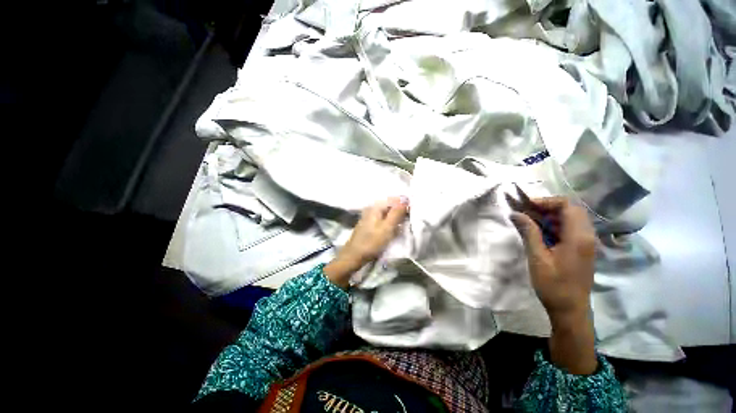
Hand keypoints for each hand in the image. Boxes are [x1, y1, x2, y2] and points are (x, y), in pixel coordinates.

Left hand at [324, 197, 408, 287]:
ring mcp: (369, 216)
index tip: (412, 214)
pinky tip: (393, 229)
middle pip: (390, 206)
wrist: (354, 256)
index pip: (394, 199)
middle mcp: (372, 208)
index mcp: (376, 207)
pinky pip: (383, 219)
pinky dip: (389, 223)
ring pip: (387, 213)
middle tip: (408, 221)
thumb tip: (405, 199)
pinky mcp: (369, 224)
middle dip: (400, 212)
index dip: (404, 205)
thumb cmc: (371, 242)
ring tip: (403, 226)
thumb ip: (397, 213)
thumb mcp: (387, 227)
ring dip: (395, 218)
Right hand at [511, 197, 595, 319]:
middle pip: (572, 209)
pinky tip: (541, 231)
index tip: (527, 205)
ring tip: (530, 220)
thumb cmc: (553, 284)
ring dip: (551, 215)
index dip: (547, 201)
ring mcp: (587, 243)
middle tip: (527, 212)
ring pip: (572, 218)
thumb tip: (516, 213)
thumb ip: (529, 232)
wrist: (570, 309)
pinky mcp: (582, 249)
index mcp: (578, 237)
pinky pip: (571, 229)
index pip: (568, 206)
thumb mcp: (537, 257)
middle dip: (548, 207)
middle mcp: (587, 236)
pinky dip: (555, 225)